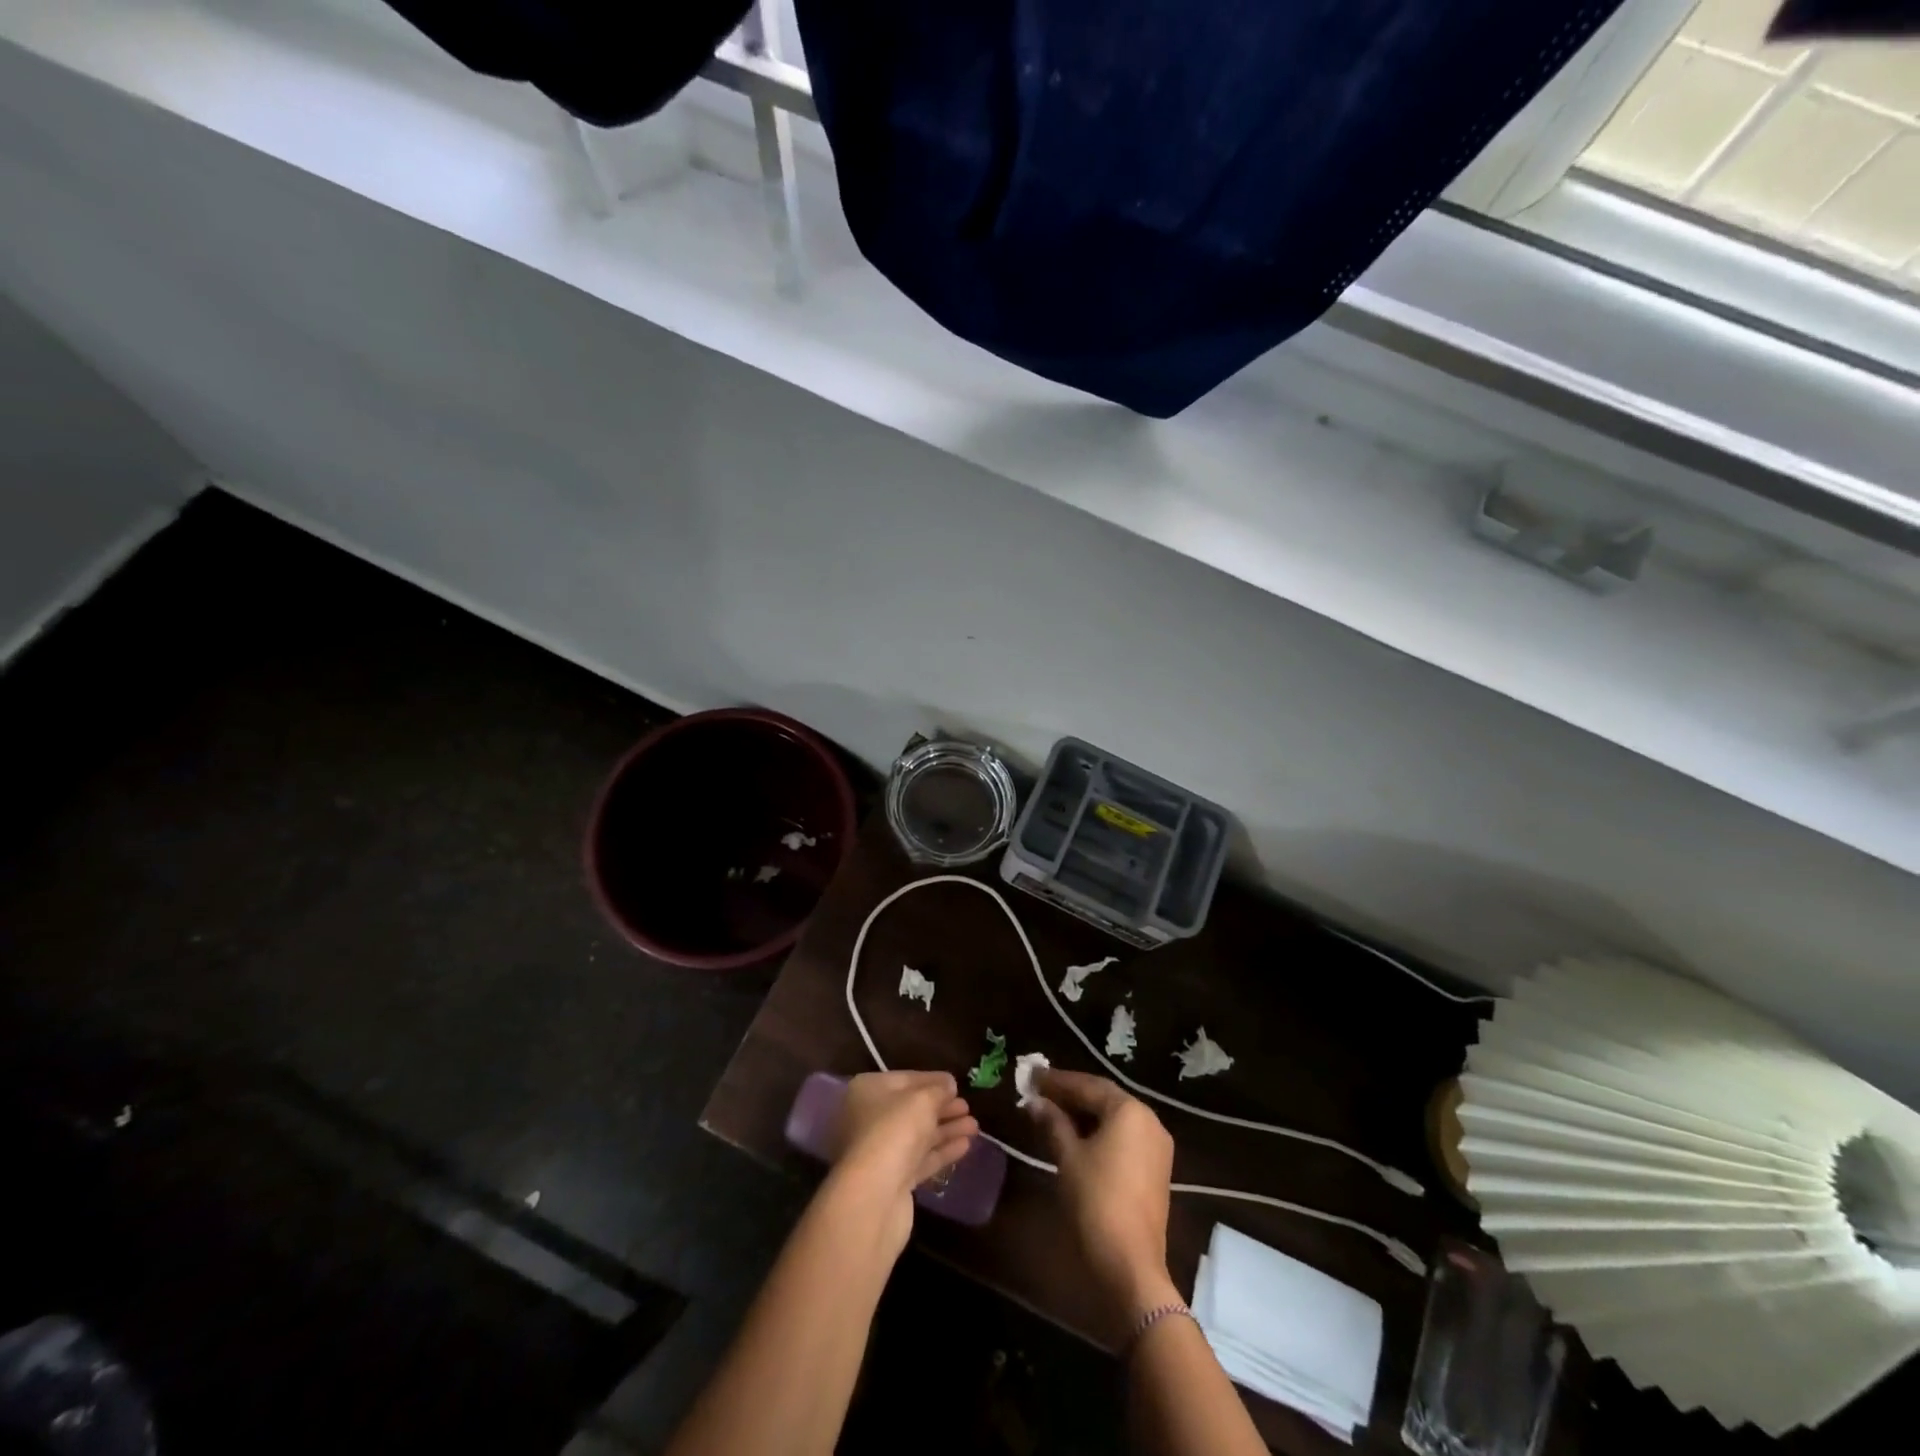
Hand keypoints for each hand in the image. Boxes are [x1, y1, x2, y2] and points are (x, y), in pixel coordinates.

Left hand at [826, 1071, 977, 1253]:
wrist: (874, 1196)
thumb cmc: (895, 1131)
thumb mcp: (922, 1100)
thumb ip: (938, 1089)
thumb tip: (948, 1084)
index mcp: (868, 1091)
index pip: (906, 1080)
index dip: (933, 1080)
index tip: (956, 1083)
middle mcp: (869, 1118)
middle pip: (912, 1109)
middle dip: (942, 1108)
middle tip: (968, 1107)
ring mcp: (880, 1151)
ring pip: (919, 1135)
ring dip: (947, 1130)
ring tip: (975, 1126)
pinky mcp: (893, 1180)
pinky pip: (921, 1159)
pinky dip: (942, 1151)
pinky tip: (966, 1146)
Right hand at [1025, 1069, 1179, 1344]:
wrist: (1130, 1266)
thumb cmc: (1096, 1201)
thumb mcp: (1068, 1157)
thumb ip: (1052, 1122)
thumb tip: (1035, 1102)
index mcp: (1130, 1111)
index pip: (1088, 1085)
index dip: (1057, 1080)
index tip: (1031, 1076)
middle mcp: (1149, 1121)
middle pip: (1104, 1098)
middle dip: (1070, 1094)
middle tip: (1039, 1091)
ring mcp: (1156, 1146)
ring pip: (1114, 1118)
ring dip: (1083, 1113)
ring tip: (1051, 1111)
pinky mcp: (1155, 1169)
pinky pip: (1123, 1137)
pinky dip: (1099, 1132)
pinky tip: (1075, 1136)